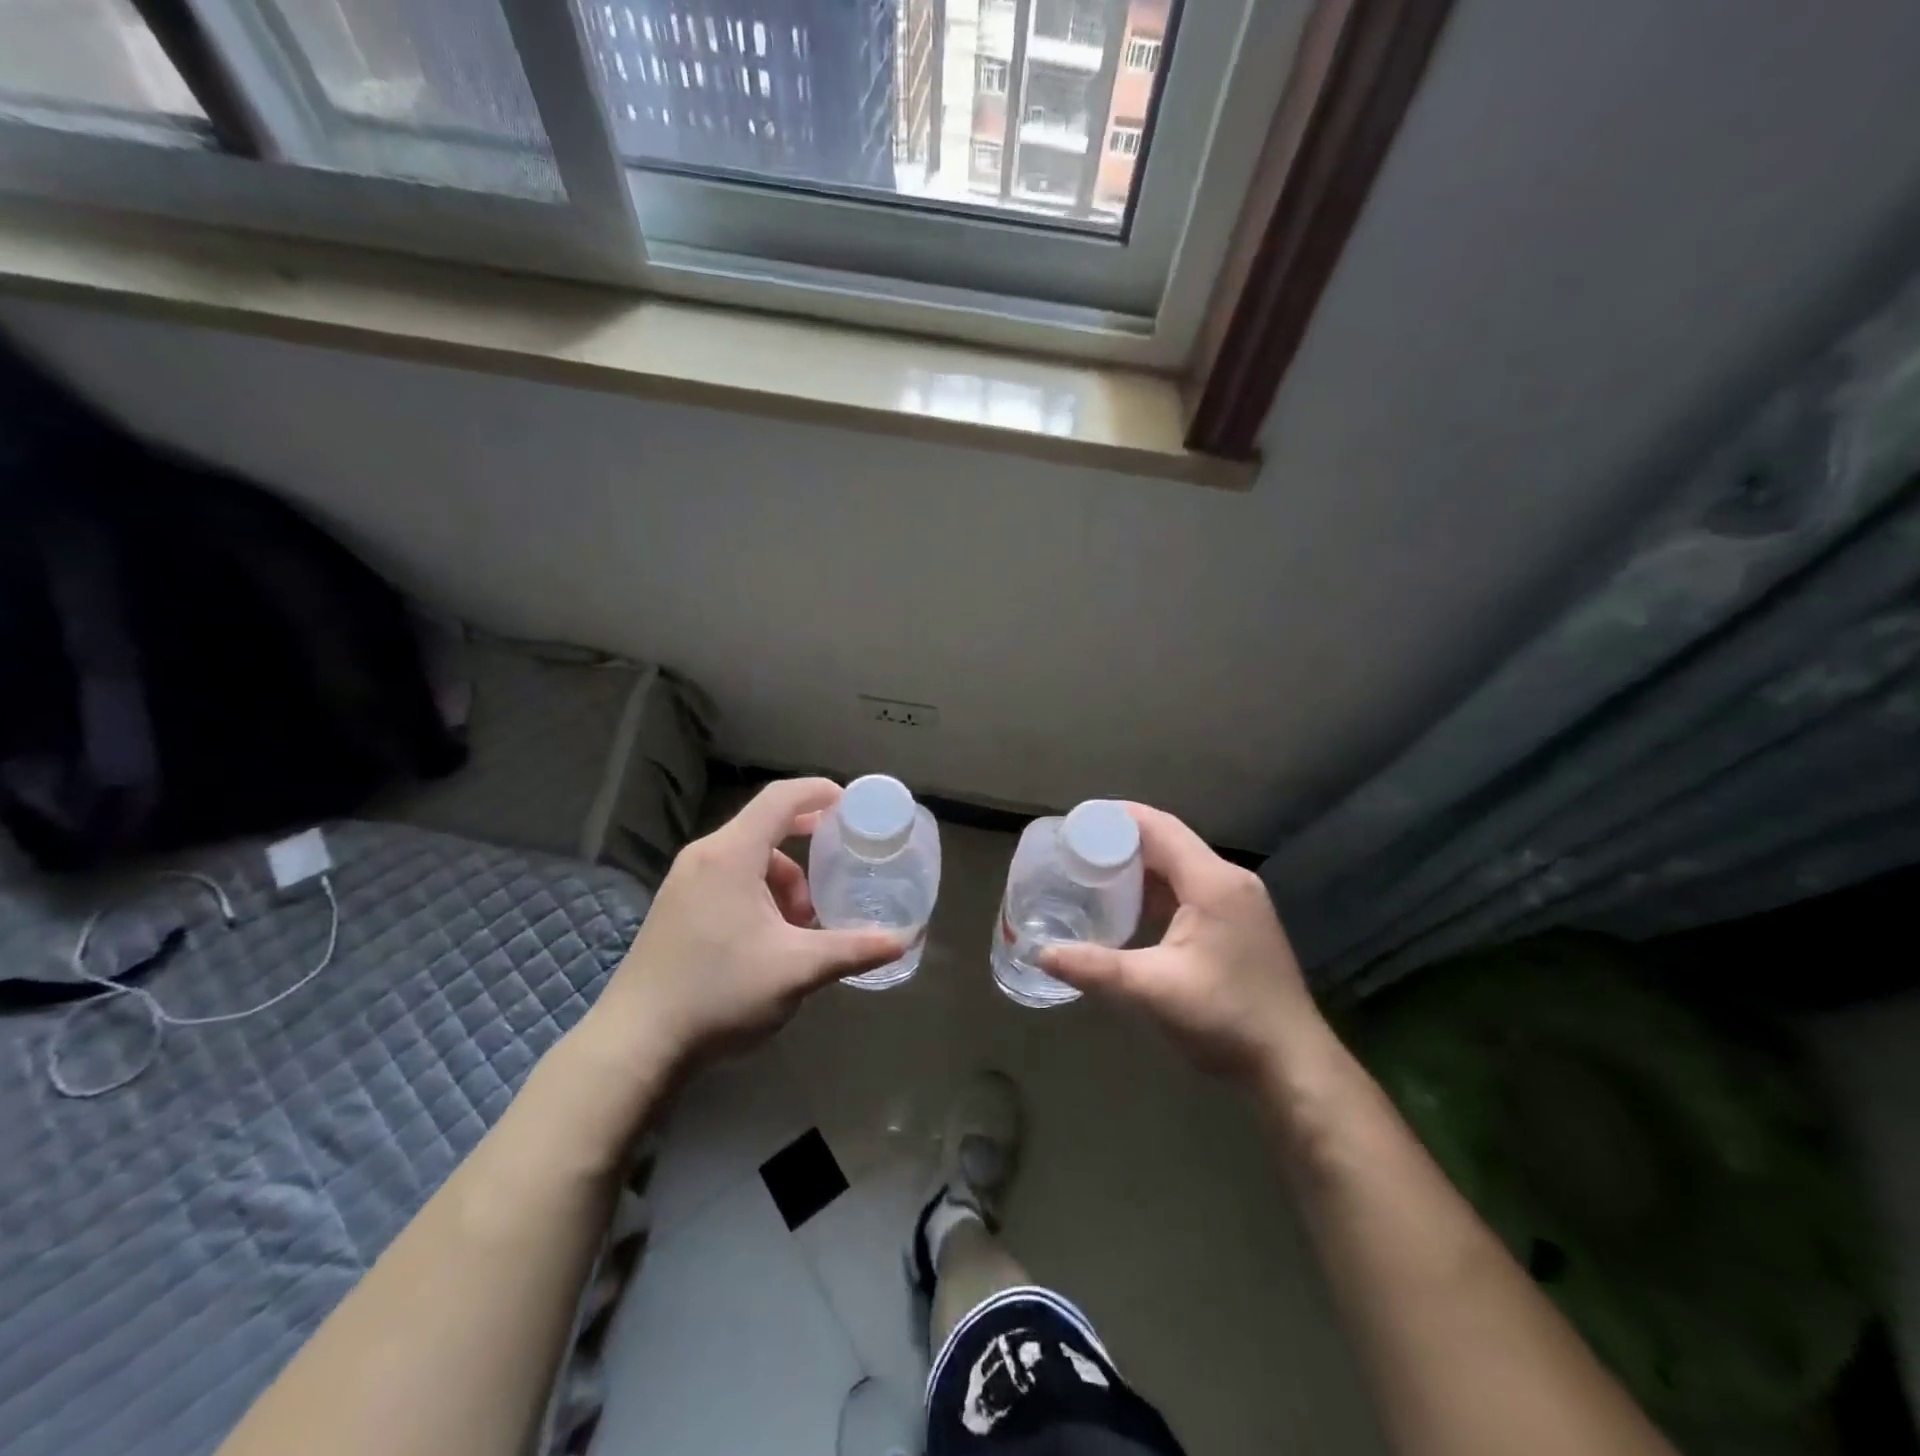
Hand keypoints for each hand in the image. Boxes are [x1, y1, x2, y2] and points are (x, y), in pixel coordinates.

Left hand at [587, 778, 907, 1071]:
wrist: (636, 1043)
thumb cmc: (720, 993)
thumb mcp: (797, 969)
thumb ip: (853, 949)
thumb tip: (904, 940)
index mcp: (731, 855)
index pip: (781, 799)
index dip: (820, 792)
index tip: (853, 805)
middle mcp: (704, 856)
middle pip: (766, 827)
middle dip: (808, 843)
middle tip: (841, 861)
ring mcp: (684, 881)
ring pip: (748, 858)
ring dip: (783, 880)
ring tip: (803, 924)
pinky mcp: (676, 906)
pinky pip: (728, 878)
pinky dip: (759, 893)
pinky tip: (770, 938)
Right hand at [1039, 804, 1322, 1084]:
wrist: (1292, 1065)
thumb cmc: (1226, 1018)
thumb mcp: (1153, 990)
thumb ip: (1094, 967)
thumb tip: (1040, 954)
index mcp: (1213, 882)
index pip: (1159, 827)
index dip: (1115, 817)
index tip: (1075, 821)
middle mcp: (1228, 881)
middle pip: (1169, 842)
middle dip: (1121, 840)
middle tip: (1075, 848)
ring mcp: (1237, 903)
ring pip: (1179, 867)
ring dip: (1138, 866)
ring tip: (1092, 871)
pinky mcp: (1237, 924)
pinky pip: (1189, 890)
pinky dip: (1156, 890)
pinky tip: (1128, 907)